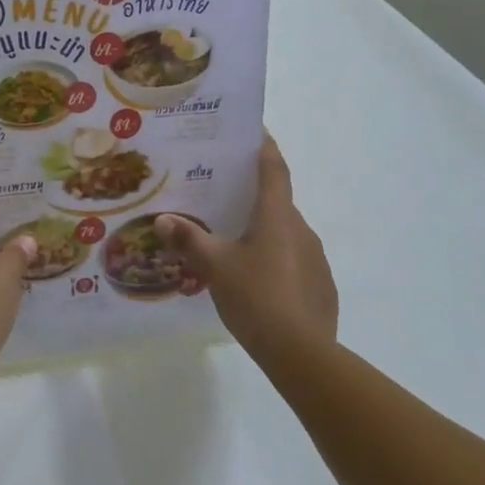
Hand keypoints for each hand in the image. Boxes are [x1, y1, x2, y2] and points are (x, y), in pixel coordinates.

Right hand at [155, 135, 338, 366]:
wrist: (302, 353)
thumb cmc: (256, 297)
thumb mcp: (214, 267)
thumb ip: (188, 240)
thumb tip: (163, 220)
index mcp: (276, 216)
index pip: (274, 169)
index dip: (265, 147)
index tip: (256, 131)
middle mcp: (300, 228)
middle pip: (276, 202)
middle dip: (253, 197)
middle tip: (223, 196)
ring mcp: (315, 258)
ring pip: (284, 234)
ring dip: (263, 232)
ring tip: (233, 243)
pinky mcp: (320, 285)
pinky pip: (294, 261)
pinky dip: (274, 260)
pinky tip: (255, 280)